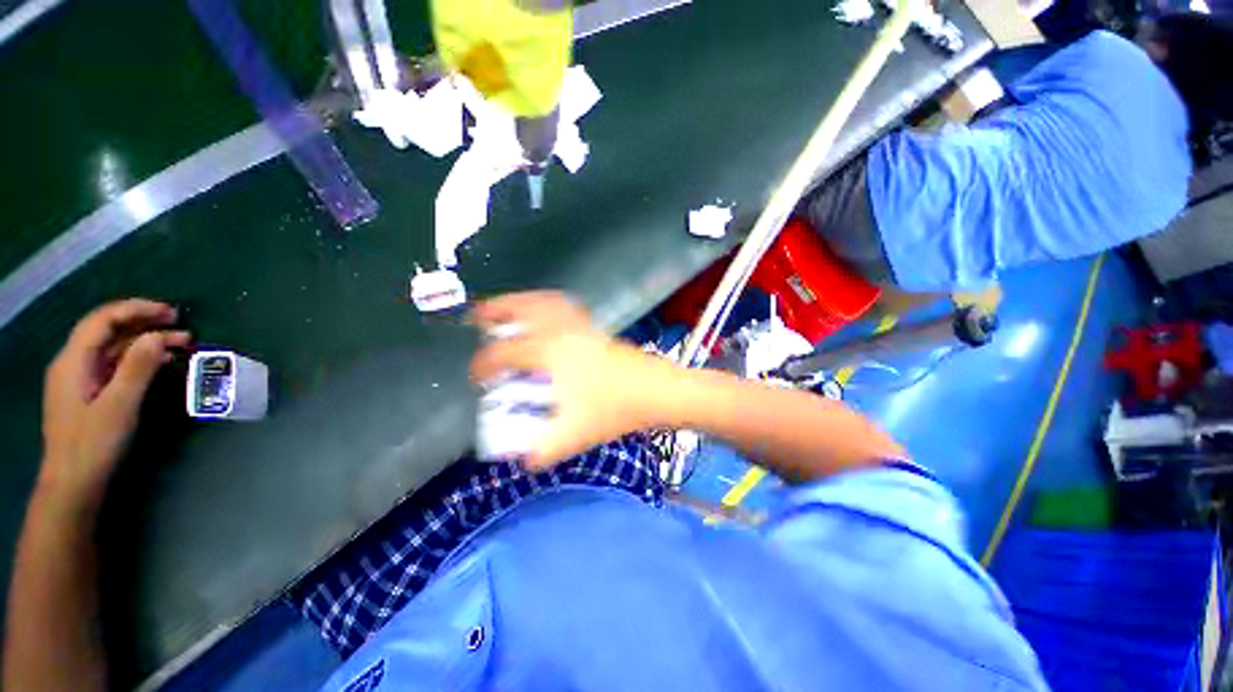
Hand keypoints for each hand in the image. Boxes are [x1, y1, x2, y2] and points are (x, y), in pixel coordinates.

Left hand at [40, 300, 189, 509]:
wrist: (73, 483)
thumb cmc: (93, 444)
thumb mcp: (119, 405)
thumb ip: (137, 367)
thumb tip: (158, 336)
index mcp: (74, 360)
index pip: (103, 320)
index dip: (136, 309)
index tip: (171, 313)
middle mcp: (74, 363)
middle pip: (109, 331)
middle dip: (144, 323)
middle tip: (181, 324)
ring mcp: (82, 379)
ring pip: (115, 348)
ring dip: (147, 341)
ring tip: (181, 344)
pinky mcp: (91, 393)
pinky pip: (116, 365)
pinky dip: (140, 358)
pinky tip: (162, 362)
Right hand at [470, 291, 667, 469]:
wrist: (655, 391)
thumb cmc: (614, 409)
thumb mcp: (574, 434)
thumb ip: (543, 450)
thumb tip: (522, 461)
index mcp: (549, 353)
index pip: (505, 353)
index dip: (483, 364)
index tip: (474, 376)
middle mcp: (561, 332)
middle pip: (522, 308)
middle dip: (495, 309)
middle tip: (477, 315)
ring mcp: (580, 326)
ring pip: (545, 302)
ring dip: (521, 301)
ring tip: (507, 308)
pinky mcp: (595, 329)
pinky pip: (565, 307)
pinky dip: (548, 304)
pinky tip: (547, 315)